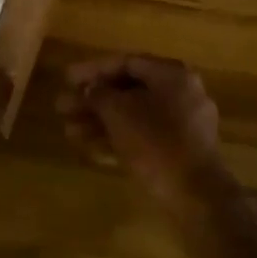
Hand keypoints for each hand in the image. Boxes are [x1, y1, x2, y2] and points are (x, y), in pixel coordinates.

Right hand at [58, 54, 223, 200]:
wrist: (194, 194)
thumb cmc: (155, 141)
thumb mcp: (118, 111)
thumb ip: (98, 94)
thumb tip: (90, 88)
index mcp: (172, 75)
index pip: (126, 63)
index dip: (93, 70)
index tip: (67, 79)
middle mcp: (181, 92)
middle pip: (128, 90)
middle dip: (92, 100)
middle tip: (62, 107)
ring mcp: (183, 123)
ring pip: (133, 114)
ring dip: (99, 119)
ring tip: (68, 130)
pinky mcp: (179, 149)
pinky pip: (143, 133)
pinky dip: (117, 135)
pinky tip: (88, 145)